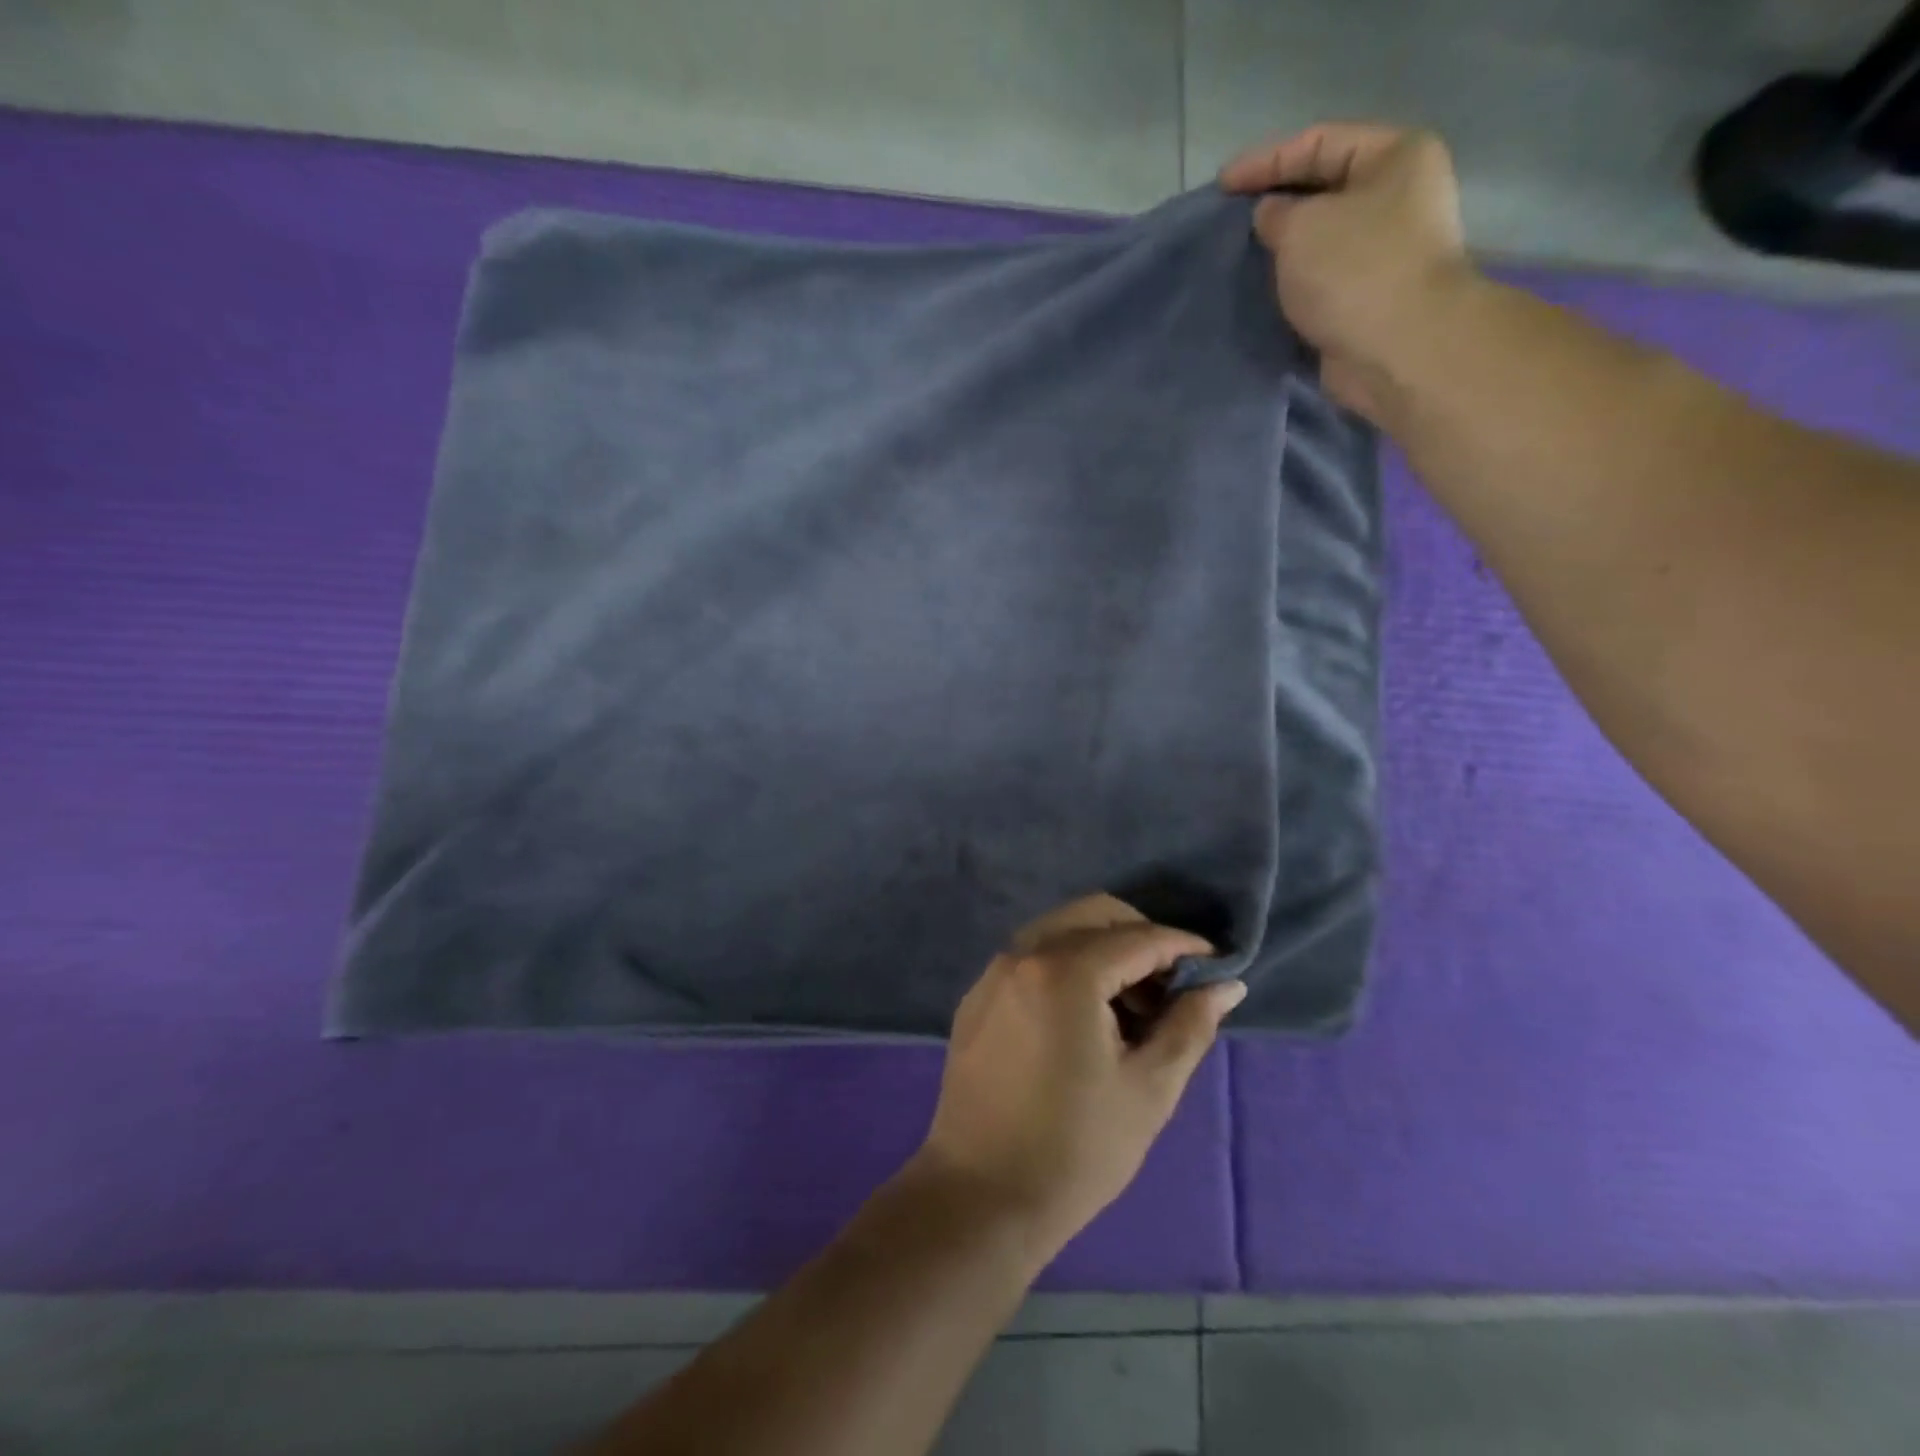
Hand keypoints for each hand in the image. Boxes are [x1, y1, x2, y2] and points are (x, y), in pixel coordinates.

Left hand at [911, 894, 1245, 1260]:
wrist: (981, 1197)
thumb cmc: (1077, 1149)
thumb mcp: (1149, 1088)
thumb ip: (1190, 1025)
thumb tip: (1226, 984)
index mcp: (1064, 971)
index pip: (1138, 937)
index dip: (1184, 946)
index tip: (1216, 964)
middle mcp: (1023, 955)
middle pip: (1094, 915)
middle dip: (1141, 938)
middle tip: (1171, 987)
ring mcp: (993, 973)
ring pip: (1060, 931)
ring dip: (1103, 951)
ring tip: (1133, 1009)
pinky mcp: (977, 997)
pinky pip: (1032, 958)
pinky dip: (1067, 966)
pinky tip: (1086, 1019)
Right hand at [1220, 123, 1477, 419]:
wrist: (1398, 350)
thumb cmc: (1355, 271)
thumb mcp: (1301, 228)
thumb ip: (1276, 214)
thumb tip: (1269, 215)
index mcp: (1395, 156)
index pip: (1319, 142)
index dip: (1265, 161)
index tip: (1220, 187)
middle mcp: (1398, 196)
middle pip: (1323, 189)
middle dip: (1274, 205)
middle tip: (1230, 223)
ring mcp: (1387, 250)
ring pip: (1321, 238)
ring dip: (1282, 249)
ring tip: (1241, 258)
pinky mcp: (1370, 297)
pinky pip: (1322, 278)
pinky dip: (1293, 282)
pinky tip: (1264, 289)